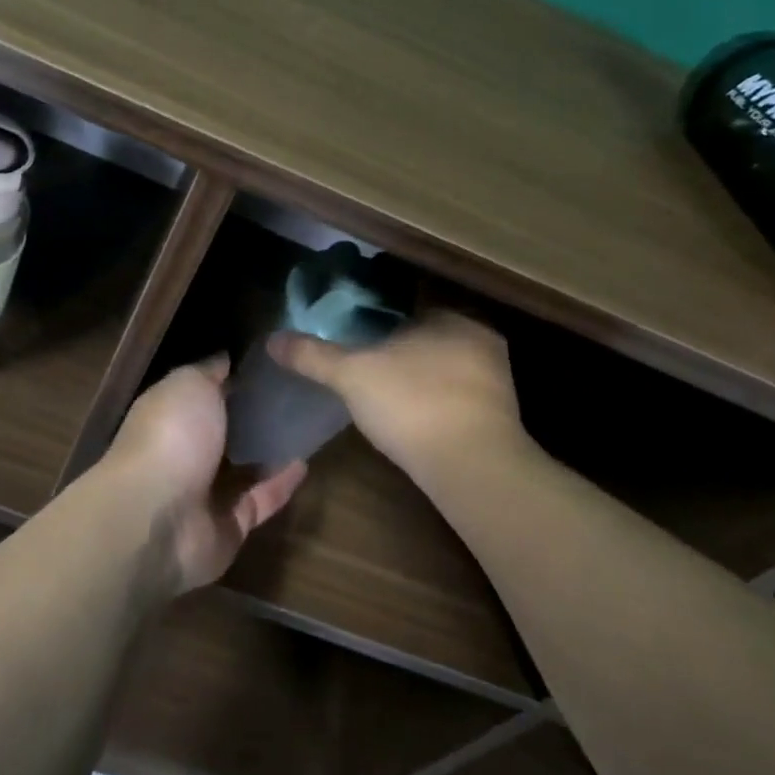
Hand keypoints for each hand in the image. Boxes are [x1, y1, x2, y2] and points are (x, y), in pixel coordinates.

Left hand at [101, 355, 306, 595]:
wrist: (158, 519)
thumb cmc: (171, 437)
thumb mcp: (189, 384)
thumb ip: (210, 371)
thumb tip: (226, 358)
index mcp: (169, 414)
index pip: (202, 392)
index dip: (231, 376)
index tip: (269, 361)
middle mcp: (184, 451)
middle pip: (224, 430)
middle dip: (253, 413)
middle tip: (297, 391)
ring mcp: (204, 492)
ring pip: (243, 467)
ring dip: (270, 449)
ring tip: (307, 424)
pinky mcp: (228, 526)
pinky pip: (260, 500)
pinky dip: (281, 484)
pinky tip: (306, 461)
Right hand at [268, 310, 525, 485]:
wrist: (472, 466)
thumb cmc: (412, 403)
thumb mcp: (351, 375)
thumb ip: (313, 355)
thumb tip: (272, 339)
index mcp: (451, 317)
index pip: (414, 308)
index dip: (385, 322)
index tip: (362, 339)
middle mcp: (482, 339)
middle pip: (433, 339)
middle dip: (406, 351)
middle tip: (372, 369)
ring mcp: (498, 380)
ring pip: (450, 370)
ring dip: (425, 379)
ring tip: (391, 397)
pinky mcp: (502, 417)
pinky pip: (462, 399)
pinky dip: (441, 405)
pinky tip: (418, 422)